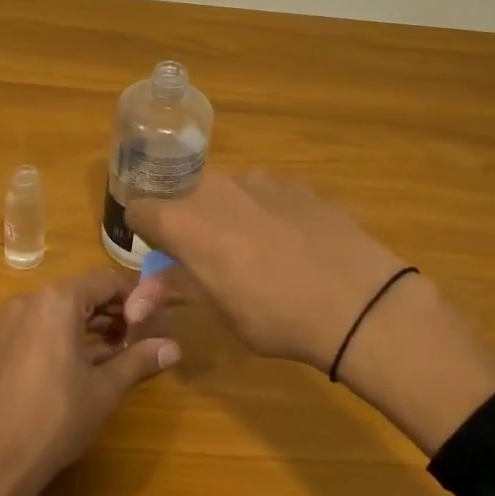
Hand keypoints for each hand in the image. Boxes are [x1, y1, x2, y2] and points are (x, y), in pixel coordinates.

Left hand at [0, 267, 180, 494]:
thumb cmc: (57, 418)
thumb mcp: (105, 388)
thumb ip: (139, 359)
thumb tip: (175, 348)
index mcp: (57, 300)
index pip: (107, 280)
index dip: (136, 298)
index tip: (155, 323)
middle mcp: (31, 300)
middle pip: (83, 292)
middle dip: (115, 312)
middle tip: (141, 339)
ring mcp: (12, 322)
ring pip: (62, 310)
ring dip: (93, 325)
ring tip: (120, 353)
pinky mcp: (2, 344)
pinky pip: (43, 325)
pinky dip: (68, 335)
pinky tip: (88, 364)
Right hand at [123, 169, 494, 453]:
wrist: (359, 302)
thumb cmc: (275, 315)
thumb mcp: (219, 310)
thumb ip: (173, 291)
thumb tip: (134, 302)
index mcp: (186, 219)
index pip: (140, 208)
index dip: (144, 231)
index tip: (160, 253)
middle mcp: (216, 187)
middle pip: (183, 194)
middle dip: (186, 221)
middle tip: (206, 258)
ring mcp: (261, 180)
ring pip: (226, 191)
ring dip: (226, 214)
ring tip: (255, 252)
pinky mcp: (298, 184)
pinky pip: (264, 193)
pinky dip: (264, 211)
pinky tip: (291, 244)